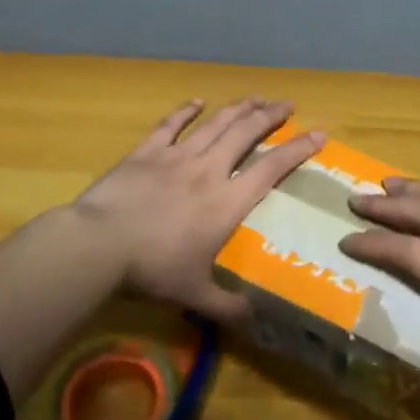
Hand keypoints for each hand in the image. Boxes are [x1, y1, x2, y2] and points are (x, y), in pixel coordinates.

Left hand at [71, 98, 321, 320]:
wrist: (100, 243)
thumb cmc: (153, 269)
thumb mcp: (194, 294)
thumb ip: (227, 306)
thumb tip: (256, 323)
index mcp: (226, 201)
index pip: (271, 168)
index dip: (298, 149)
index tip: (319, 134)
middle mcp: (208, 170)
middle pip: (245, 133)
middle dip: (270, 116)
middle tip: (288, 105)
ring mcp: (177, 156)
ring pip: (215, 123)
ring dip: (238, 108)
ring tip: (256, 97)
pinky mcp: (147, 152)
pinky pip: (170, 125)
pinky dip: (185, 111)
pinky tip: (197, 100)